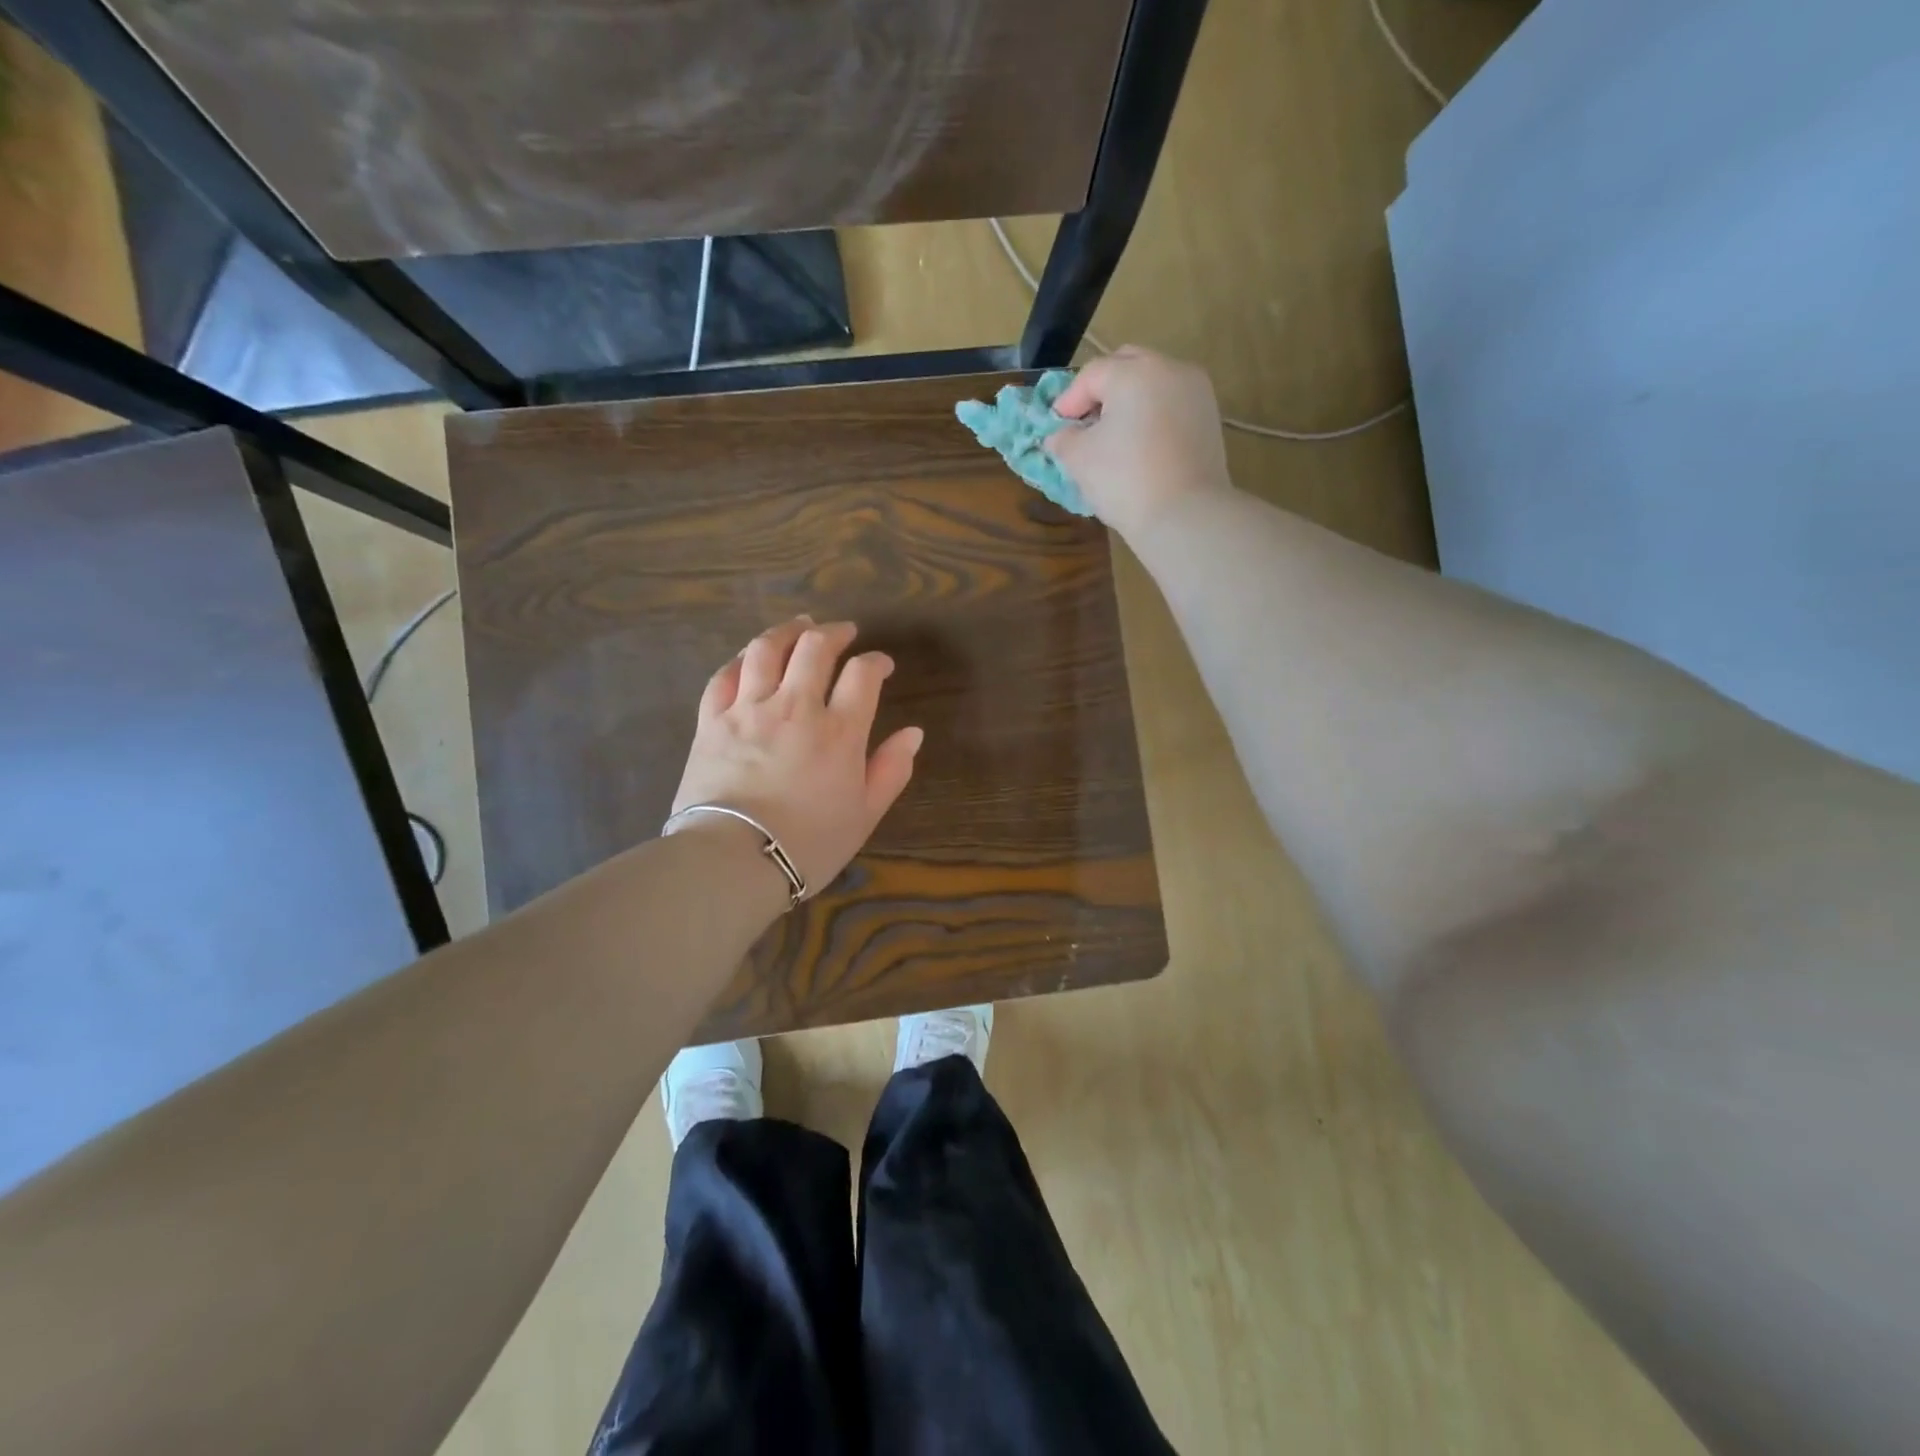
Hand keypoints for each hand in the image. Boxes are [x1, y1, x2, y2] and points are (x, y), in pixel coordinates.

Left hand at [670, 616, 922, 894]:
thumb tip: (913, 733)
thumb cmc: (808, 844)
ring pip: (767, 650)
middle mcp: (795, 707)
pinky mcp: (711, 721)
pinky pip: (724, 676)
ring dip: (788, 631)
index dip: (876, 662)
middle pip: (815, 648)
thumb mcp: (864, 815)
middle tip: (843, 632)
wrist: (732, 861)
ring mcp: (749, 710)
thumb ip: (891, 770)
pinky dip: (741, 659)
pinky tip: (749, 657)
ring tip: (799, 626)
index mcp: (839, 731)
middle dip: (834, 632)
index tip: (881, 665)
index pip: (863, 675)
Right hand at [1045, 346, 1233, 538]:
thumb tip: (1059, 436)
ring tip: (1113, 436)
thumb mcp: (1079, 459)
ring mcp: (1196, 392)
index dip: (1068, 400)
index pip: (1091, 375)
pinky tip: (1140, 447)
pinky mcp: (1210, 419)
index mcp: (1134, 372)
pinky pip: (1172, 405)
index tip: (1055, 428)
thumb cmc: (1124, 480)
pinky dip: (1152, 416)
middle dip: (1102, 390)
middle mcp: (1170, 370)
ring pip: (1153, 384)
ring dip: (1129, 402)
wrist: (1184, 516)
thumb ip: (1063, 439)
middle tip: (1085, 423)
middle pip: (1127, 366)